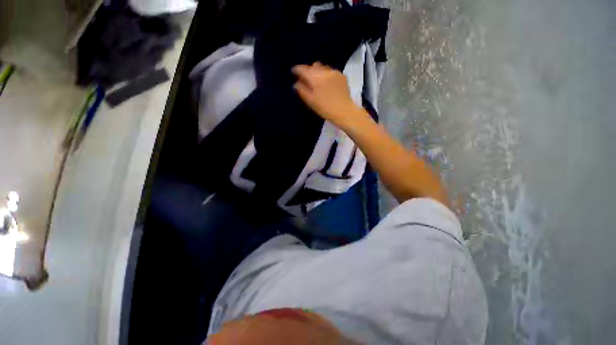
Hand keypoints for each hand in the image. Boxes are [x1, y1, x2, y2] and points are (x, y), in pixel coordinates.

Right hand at [292, 62, 364, 127]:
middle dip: (308, 70)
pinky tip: (327, 83)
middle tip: (306, 79)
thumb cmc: (325, 108)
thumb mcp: (311, 101)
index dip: (296, 70)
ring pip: (322, 67)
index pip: (302, 69)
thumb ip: (302, 90)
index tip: (293, 72)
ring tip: (317, 81)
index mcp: (315, 77)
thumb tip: (296, 83)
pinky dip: (326, 75)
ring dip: (317, 72)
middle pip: (313, 66)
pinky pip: (330, 71)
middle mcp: (324, 71)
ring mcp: (334, 72)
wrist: (344, 111)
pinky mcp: (341, 75)